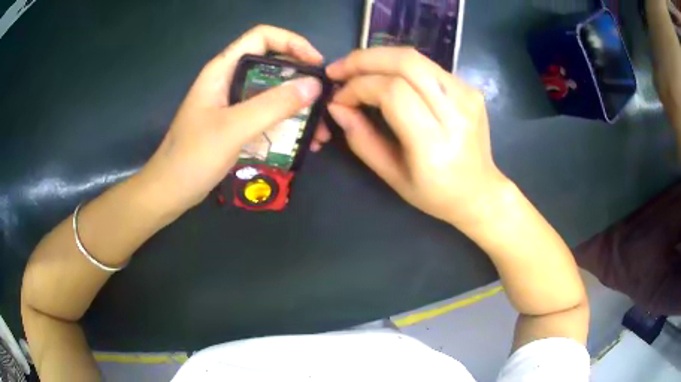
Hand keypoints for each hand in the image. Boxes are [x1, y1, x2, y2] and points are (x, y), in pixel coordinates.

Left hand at [138, 25, 326, 215]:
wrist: (169, 191)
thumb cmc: (192, 158)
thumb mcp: (233, 128)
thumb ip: (273, 105)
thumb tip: (314, 86)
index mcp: (222, 70)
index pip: (262, 37)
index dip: (292, 42)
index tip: (316, 64)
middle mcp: (229, 80)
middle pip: (272, 65)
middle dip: (302, 81)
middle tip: (324, 102)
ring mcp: (232, 104)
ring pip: (272, 93)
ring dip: (298, 108)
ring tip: (319, 132)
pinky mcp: (235, 124)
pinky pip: (266, 116)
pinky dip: (286, 125)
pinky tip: (303, 143)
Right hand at [325, 47, 508, 226]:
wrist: (480, 192)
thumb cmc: (435, 194)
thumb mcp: (391, 176)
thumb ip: (361, 140)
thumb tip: (337, 106)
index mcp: (435, 142)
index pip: (393, 92)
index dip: (359, 87)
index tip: (338, 98)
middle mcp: (455, 111)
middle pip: (406, 63)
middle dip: (364, 59)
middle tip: (338, 69)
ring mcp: (467, 95)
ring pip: (416, 58)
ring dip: (380, 57)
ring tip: (356, 69)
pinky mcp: (470, 89)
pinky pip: (428, 66)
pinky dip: (399, 66)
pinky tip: (386, 76)